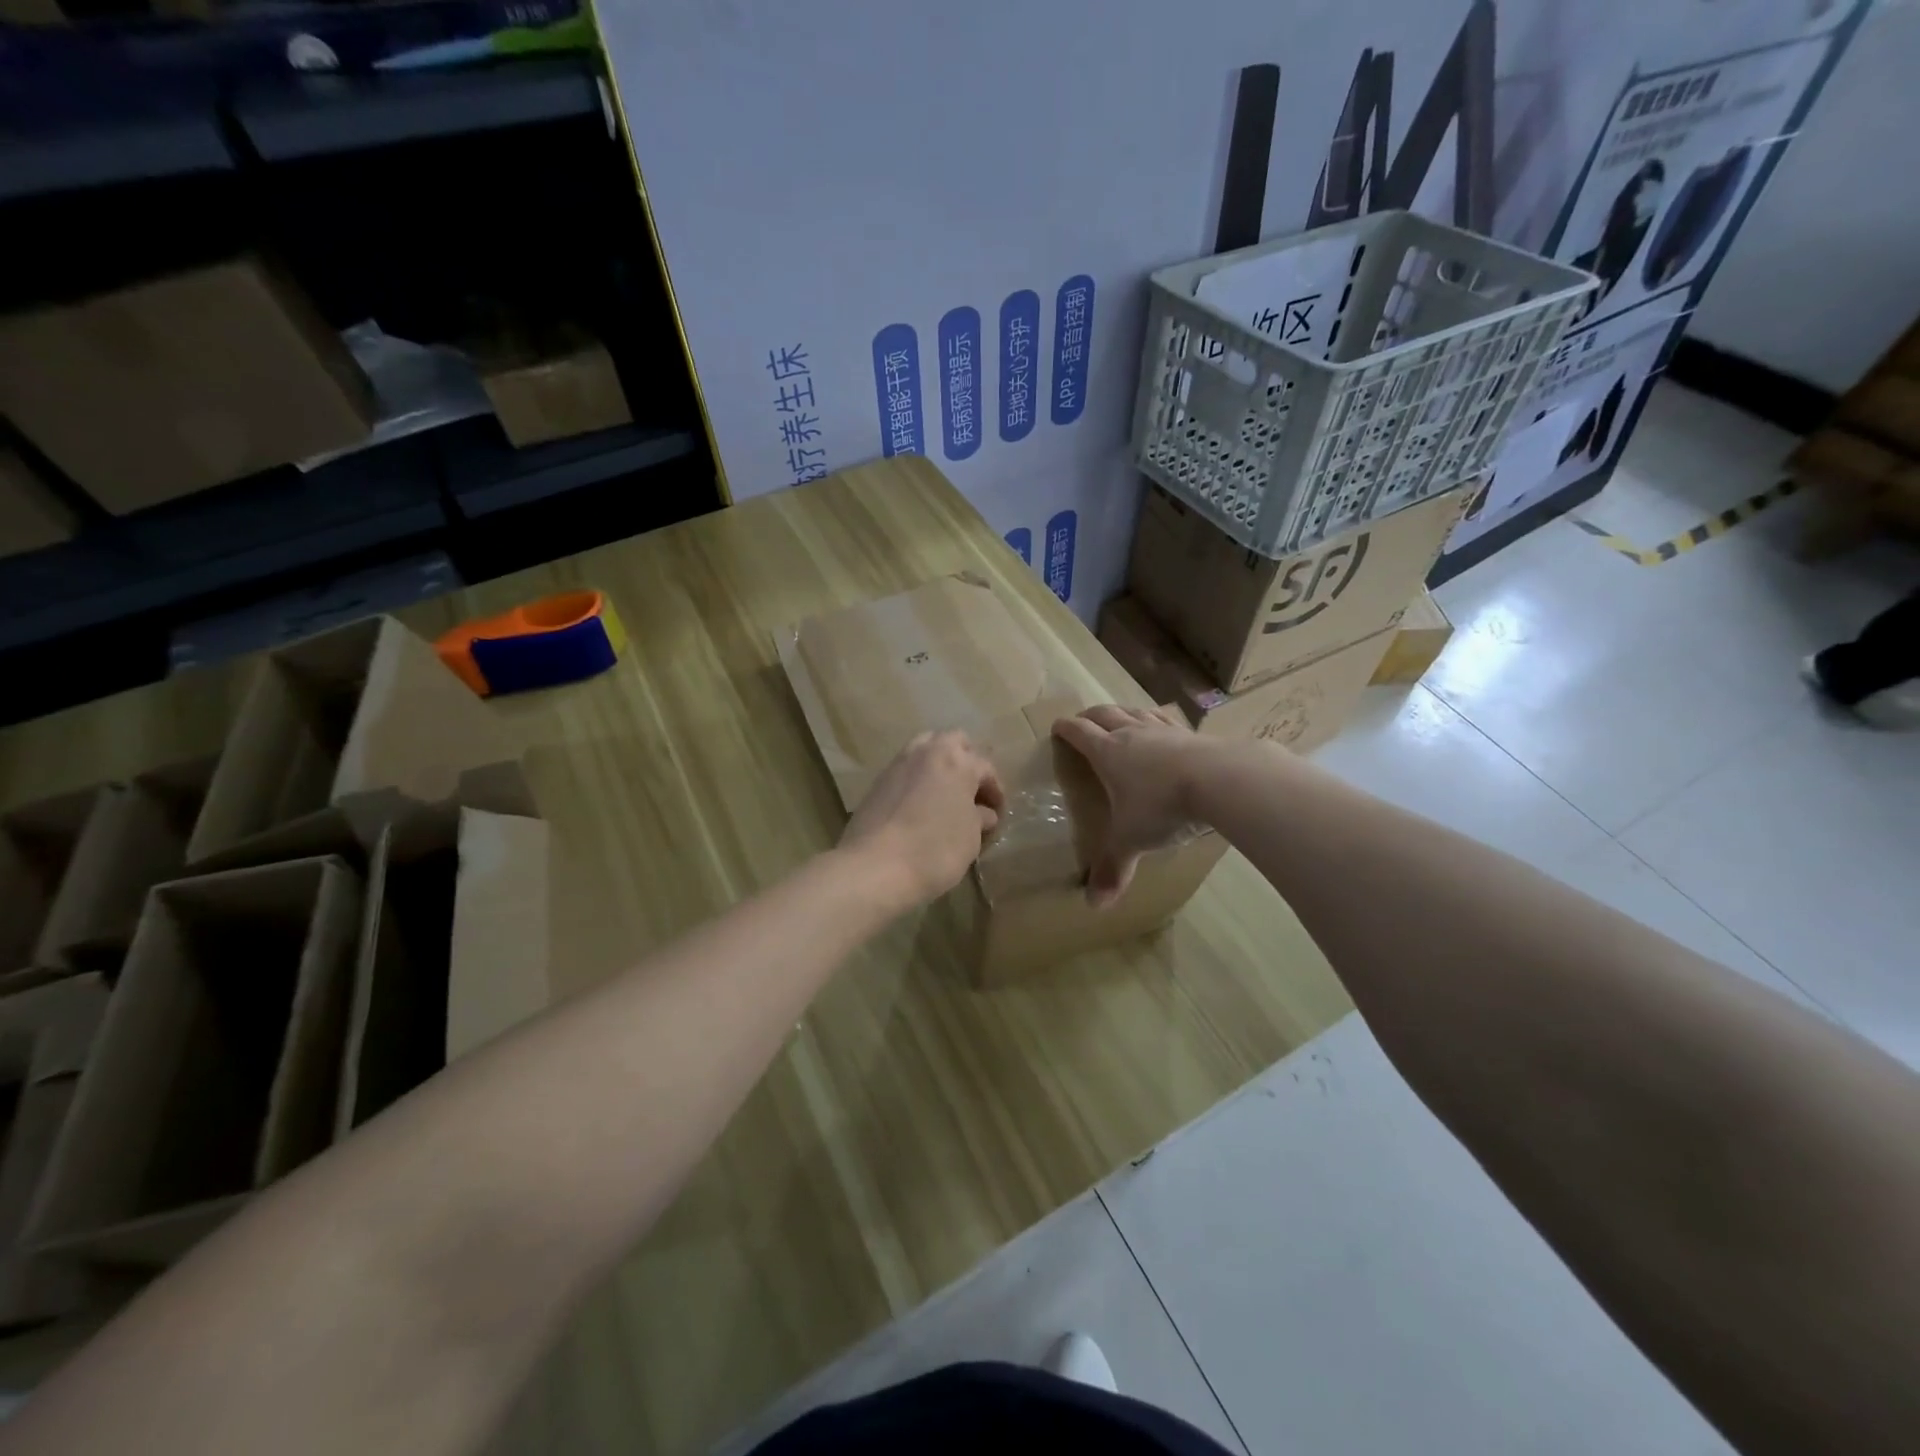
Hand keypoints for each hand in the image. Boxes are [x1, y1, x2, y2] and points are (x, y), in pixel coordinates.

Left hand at [840, 731, 1005, 911]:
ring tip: (945, 795)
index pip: (985, 767)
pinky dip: (917, 780)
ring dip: (939, 765)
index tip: (997, 813)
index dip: (996, 790)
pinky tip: (920, 806)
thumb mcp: (970, 837)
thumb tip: (982, 813)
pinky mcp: (877, 781)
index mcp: (958, 761)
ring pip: (925, 749)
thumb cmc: (935, 850)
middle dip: (967, 761)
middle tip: (972, 791)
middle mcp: (927, 752)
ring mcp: (898, 764)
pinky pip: (905, 770)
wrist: (875, 867)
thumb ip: (979, 818)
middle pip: (954, 741)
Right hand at [1053, 705, 1208, 907]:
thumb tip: (1094, 905)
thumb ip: (1114, 868)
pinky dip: (1157, 721)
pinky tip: (1164, 728)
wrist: (1219, 779)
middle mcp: (1132, 734)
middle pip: (1105, 714)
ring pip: (1136, 711)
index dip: (1065, 729)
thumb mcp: (1132, 840)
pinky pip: (1167, 721)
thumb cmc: (1162, 806)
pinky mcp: (1192, 734)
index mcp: (1108, 753)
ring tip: (1120, 718)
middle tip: (1083, 720)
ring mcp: (1163, 730)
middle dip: (1090, 716)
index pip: (1079, 733)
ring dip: (1123, 712)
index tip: (1057, 727)